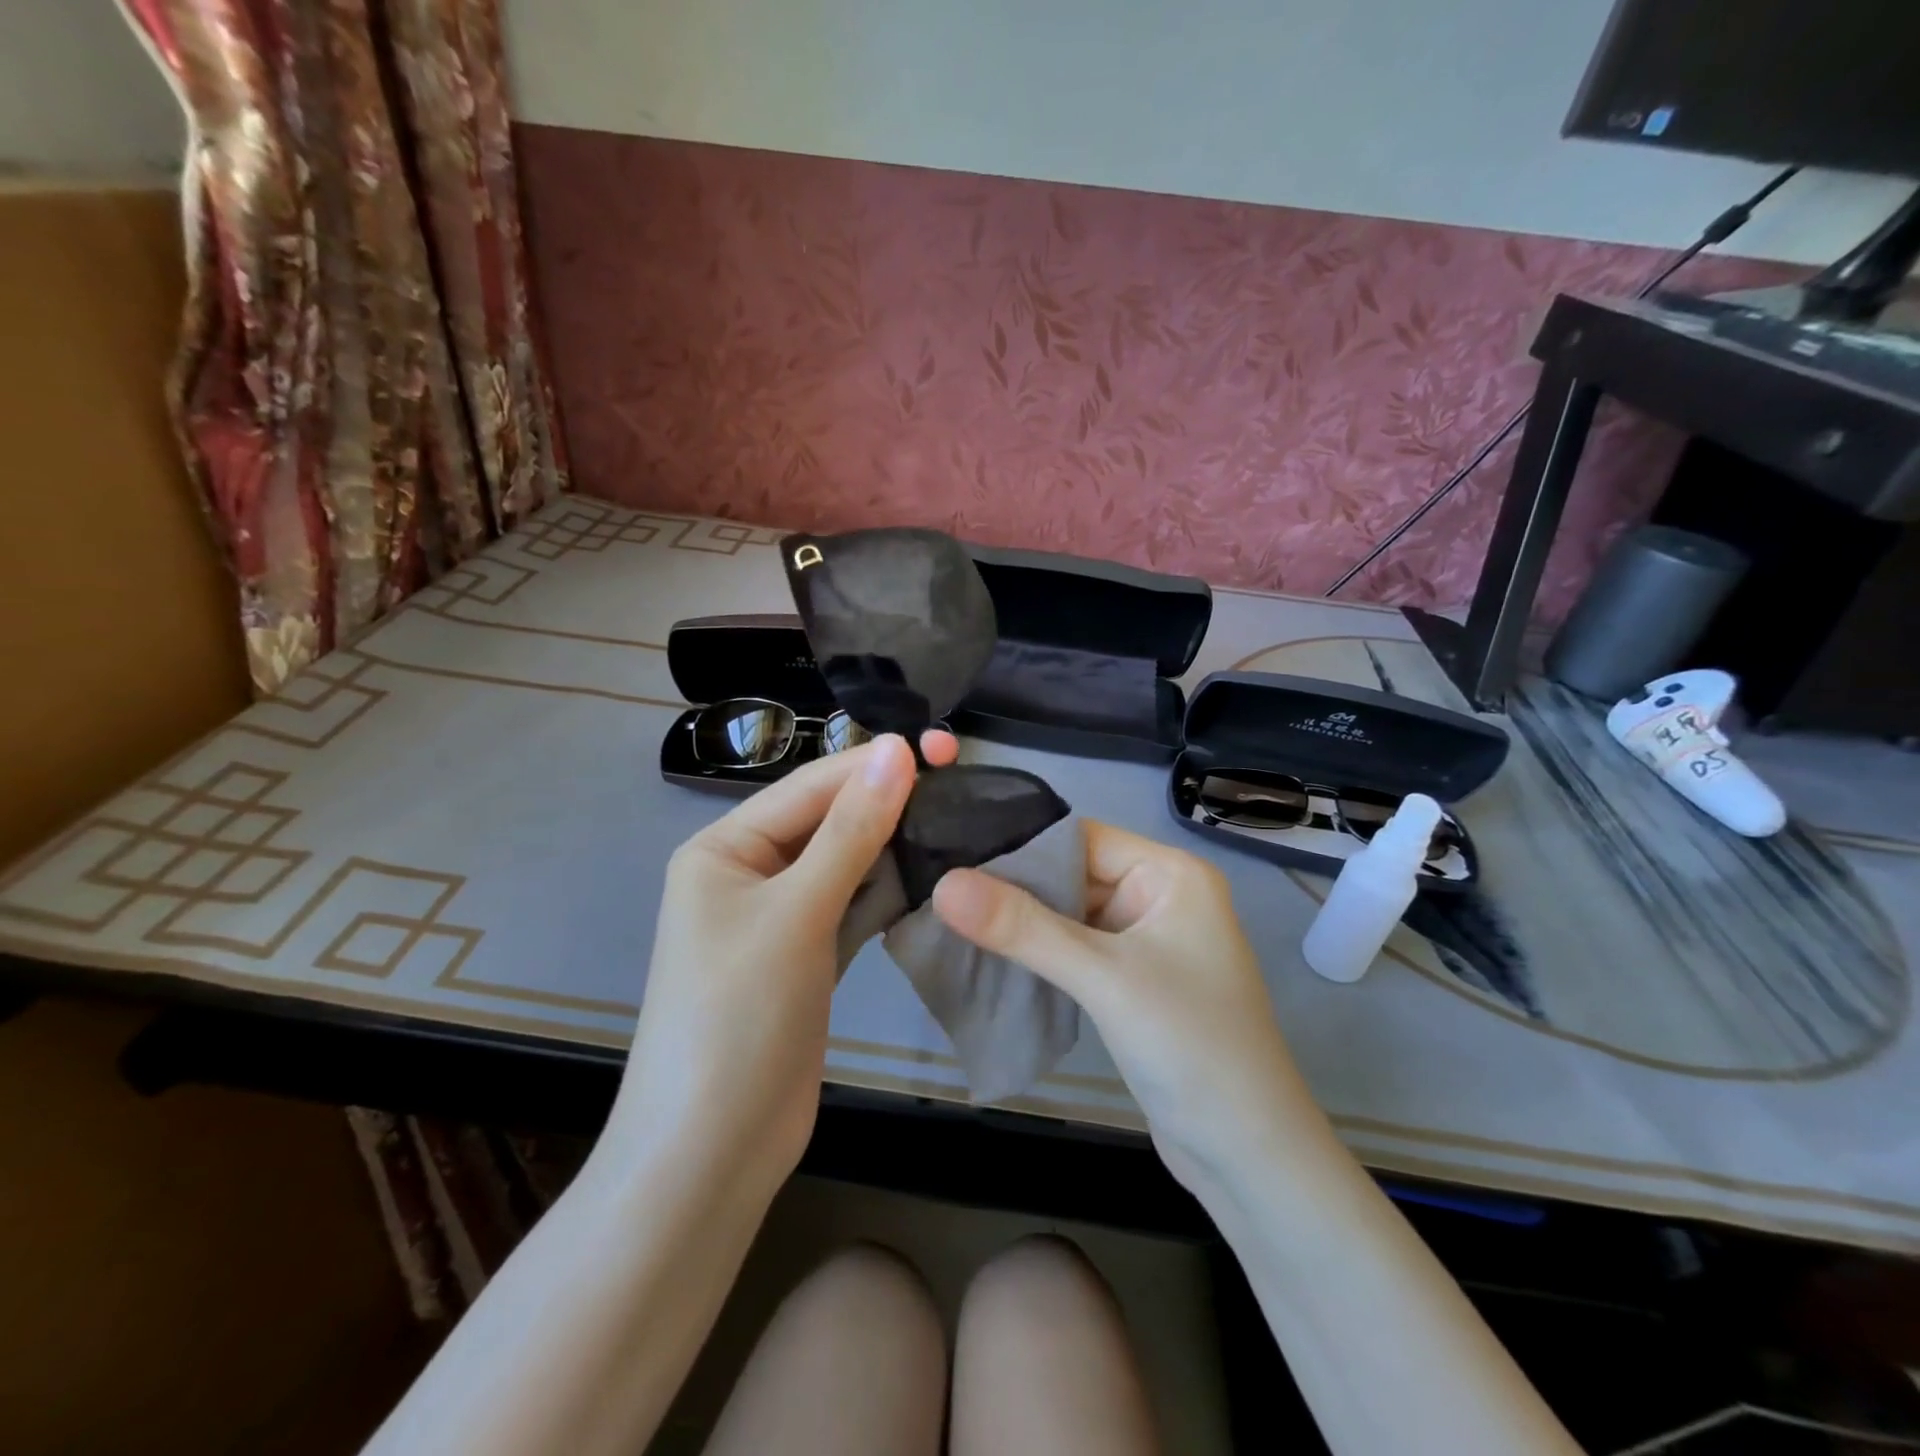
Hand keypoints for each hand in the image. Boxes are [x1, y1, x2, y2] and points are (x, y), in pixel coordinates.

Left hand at [611, 730, 957, 1196]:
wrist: (711, 1154)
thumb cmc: (738, 1018)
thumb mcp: (795, 914)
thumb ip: (850, 831)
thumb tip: (897, 751)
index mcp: (724, 849)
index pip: (810, 788)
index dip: (874, 765)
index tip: (943, 746)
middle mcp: (748, 873)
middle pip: (828, 821)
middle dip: (888, 802)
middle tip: (961, 779)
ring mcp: (779, 918)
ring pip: (845, 863)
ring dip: (893, 845)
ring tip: (958, 820)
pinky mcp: (806, 956)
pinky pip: (851, 905)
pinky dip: (886, 891)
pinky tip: (931, 875)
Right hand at [932, 821, 1325, 1193]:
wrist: (1249, 1158)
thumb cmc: (1190, 1047)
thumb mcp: (1103, 978)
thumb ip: (1022, 928)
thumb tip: (943, 884)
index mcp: (1170, 874)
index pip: (1080, 838)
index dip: (1019, 845)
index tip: (952, 855)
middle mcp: (1160, 897)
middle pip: (1072, 874)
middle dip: (1013, 887)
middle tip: (938, 889)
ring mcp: (1146, 941)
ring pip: (1069, 915)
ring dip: (1020, 924)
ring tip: (948, 919)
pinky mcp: (1132, 982)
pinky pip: (1075, 951)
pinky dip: (1038, 954)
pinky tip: (989, 957)